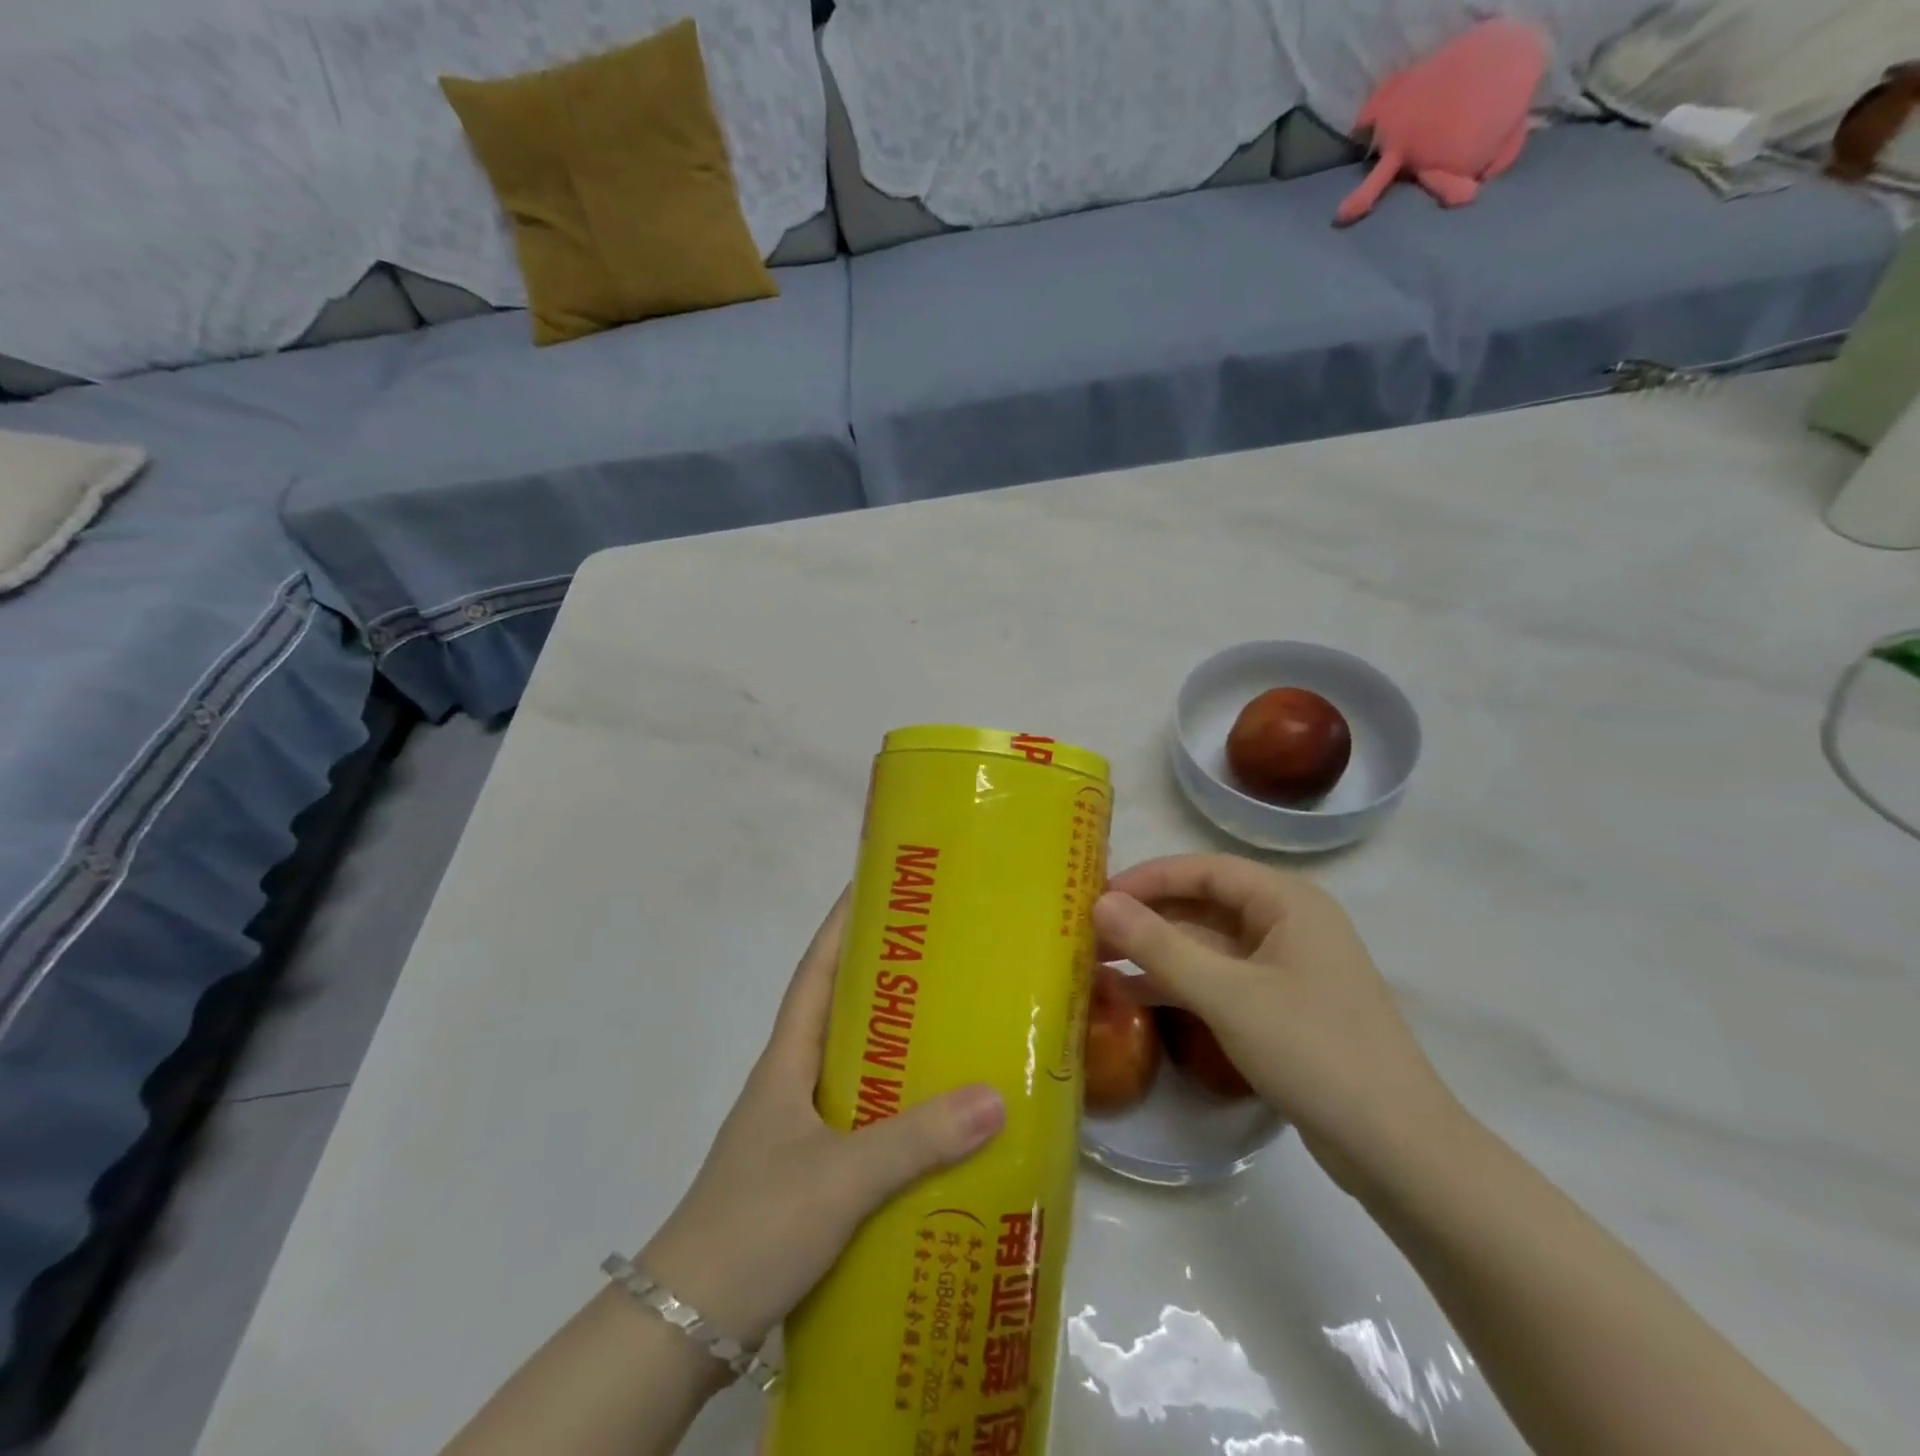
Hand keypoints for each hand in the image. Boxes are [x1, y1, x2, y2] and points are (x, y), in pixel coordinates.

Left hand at [639, 893, 1004, 1348]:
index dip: (839, 927)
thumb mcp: (840, 1178)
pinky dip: (892, 1109)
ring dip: (891, 1046)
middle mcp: (789, 1084)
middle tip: (939, 957)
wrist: (685, 1324)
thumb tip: (995, 1096)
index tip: (872, 886)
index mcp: (785, 1062)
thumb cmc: (754, 1225)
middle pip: (837, 1013)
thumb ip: (915, 1140)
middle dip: (881, 980)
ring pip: (850, 1068)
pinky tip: (931, 1124)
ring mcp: (794, 1130)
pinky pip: (858, 1119)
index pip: (814, 974)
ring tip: (950, 1030)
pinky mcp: (805, 1173)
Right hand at [1094, 855, 1458, 1194]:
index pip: (1202, 870)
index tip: (1095, 897)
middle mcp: (1287, 922)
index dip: (1146, 879)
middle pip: (1203, 904)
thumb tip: (1099, 904)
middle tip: (1089, 931)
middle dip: (1146, 917)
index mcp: (1287, 900)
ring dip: (1157, 951)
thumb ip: (1159, 946)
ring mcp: (1285, 966)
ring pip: (1207, 944)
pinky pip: (1219, 978)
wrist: (1397, 1149)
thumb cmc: (1314, 1052)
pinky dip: (1179, 982)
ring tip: (1097, 961)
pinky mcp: (1280, 1005)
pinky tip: (1133, 993)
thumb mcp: (1228, 995)